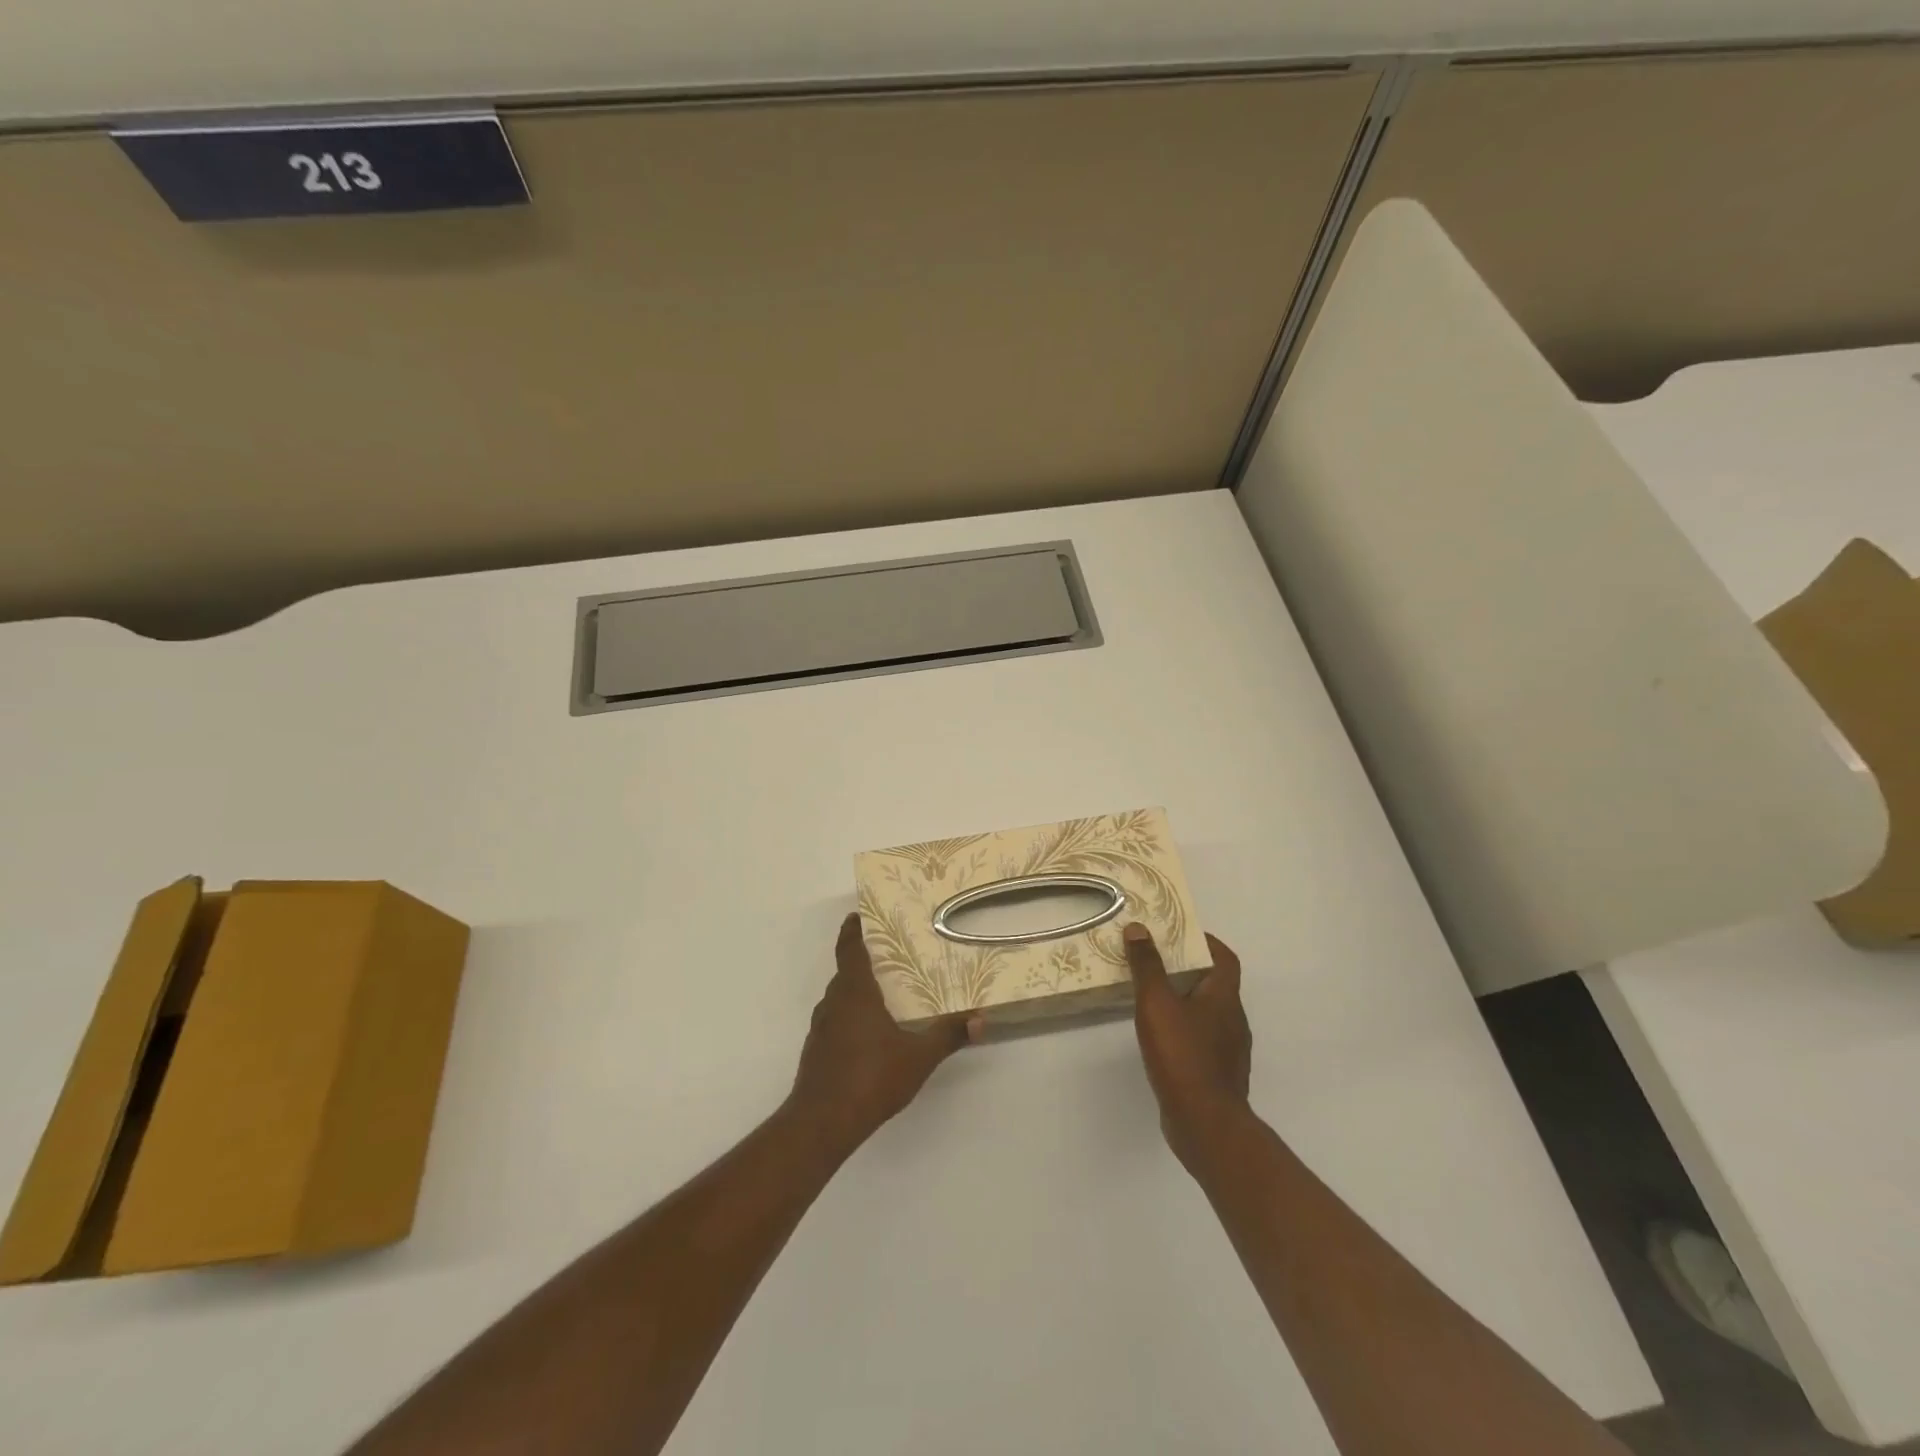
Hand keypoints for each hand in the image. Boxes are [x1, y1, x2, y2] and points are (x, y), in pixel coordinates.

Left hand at [787, 914, 974, 1159]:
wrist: (821, 1123)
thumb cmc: (870, 1078)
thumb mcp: (918, 1057)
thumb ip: (948, 1035)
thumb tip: (980, 1019)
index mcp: (855, 993)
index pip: (850, 950)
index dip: (852, 930)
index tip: (857, 916)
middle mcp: (833, 1003)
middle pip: (845, 973)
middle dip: (863, 962)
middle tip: (889, 955)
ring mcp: (821, 1028)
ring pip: (839, 999)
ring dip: (857, 991)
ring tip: (883, 994)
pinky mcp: (817, 1052)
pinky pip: (835, 1021)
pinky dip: (850, 1017)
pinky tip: (869, 1034)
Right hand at [1124, 923, 1251, 1170]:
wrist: (1205, 1124)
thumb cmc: (1182, 1055)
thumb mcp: (1157, 1003)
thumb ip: (1147, 966)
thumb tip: (1139, 928)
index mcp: (1224, 998)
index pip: (1225, 959)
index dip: (1207, 943)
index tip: (1180, 935)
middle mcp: (1233, 1020)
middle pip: (1216, 985)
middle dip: (1189, 970)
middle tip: (1156, 962)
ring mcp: (1228, 1051)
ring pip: (1209, 1014)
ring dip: (1186, 1001)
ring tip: (1153, 997)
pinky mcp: (1218, 1075)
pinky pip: (1202, 1040)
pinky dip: (1185, 1030)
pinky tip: (1161, 1038)